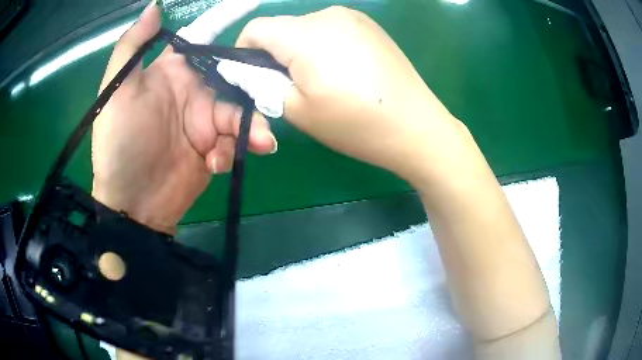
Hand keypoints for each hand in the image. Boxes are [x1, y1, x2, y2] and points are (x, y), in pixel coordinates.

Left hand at [91, 2, 276, 233]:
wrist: (131, 202)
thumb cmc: (119, 142)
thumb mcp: (116, 90)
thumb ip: (132, 46)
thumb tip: (155, 7)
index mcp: (172, 72)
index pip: (203, 39)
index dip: (227, 21)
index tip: (254, 6)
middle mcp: (193, 92)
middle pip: (234, 75)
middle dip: (253, 83)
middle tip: (271, 91)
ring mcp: (205, 122)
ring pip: (241, 112)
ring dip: (252, 125)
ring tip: (260, 142)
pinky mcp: (214, 150)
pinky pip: (234, 142)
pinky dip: (233, 150)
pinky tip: (217, 163)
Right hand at [226, 6, 465, 183]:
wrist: (416, 126)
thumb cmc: (355, 124)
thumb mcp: (297, 109)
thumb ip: (263, 84)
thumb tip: (248, 71)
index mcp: (305, 34)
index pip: (256, 29)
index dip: (244, 51)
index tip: (252, 75)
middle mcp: (327, 14)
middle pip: (282, 27)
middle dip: (275, 53)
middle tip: (290, 85)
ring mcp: (353, 17)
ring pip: (306, 28)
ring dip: (300, 49)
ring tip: (322, 80)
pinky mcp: (370, 25)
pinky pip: (331, 29)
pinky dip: (323, 45)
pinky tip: (343, 70)